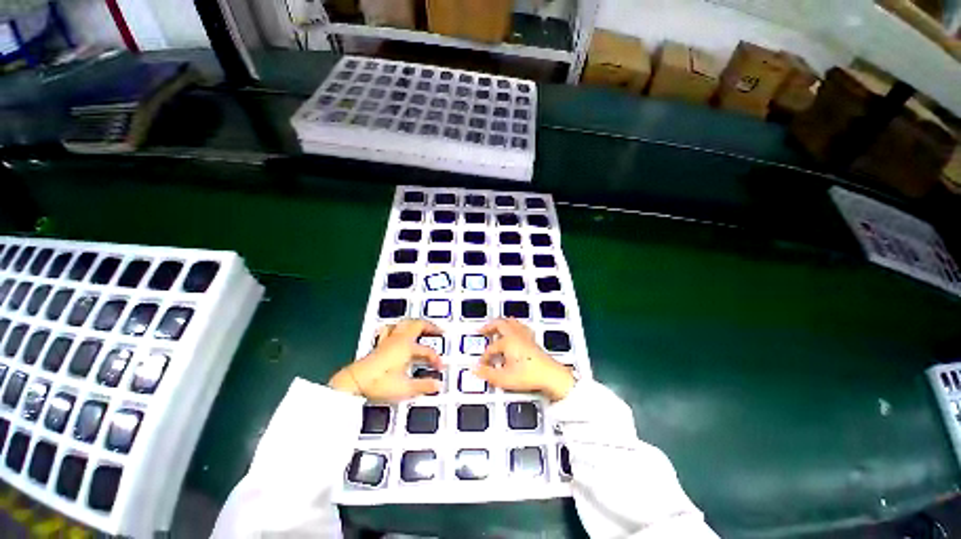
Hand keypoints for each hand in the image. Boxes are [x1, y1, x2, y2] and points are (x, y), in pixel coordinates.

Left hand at [329, 319, 443, 400]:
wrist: (354, 383)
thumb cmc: (379, 383)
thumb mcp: (405, 387)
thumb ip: (423, 385)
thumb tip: (438, 384)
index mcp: (407, 347)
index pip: (426, 350)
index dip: (436, 358)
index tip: (440, 366)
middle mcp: (398, 340)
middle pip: (417, 325)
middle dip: (430, 326)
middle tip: (439, 330)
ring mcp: (388, 340)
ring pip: (404, 323)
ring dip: (415, 324)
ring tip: (421, 326)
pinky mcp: (379, 344)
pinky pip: (390, 329)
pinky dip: (398, 327)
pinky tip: (397, 331)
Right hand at [474, 318, 574, 401]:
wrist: (550, 375)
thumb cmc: (528, 375)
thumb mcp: (504, 378)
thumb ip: (487, 374)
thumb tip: (475, 369)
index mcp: (507, 341)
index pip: (491, 347)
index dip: (485, 356)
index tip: (482, 365)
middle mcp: (515, 335)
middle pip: (500, 324)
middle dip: (489, 326)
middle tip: (482, 330)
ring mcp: (525, 335)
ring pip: (511, 322)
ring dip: (502, 323)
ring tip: (496, 326)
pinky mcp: (532, 339)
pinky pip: (521, 326)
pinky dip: (514, 326)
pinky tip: (515, 330)